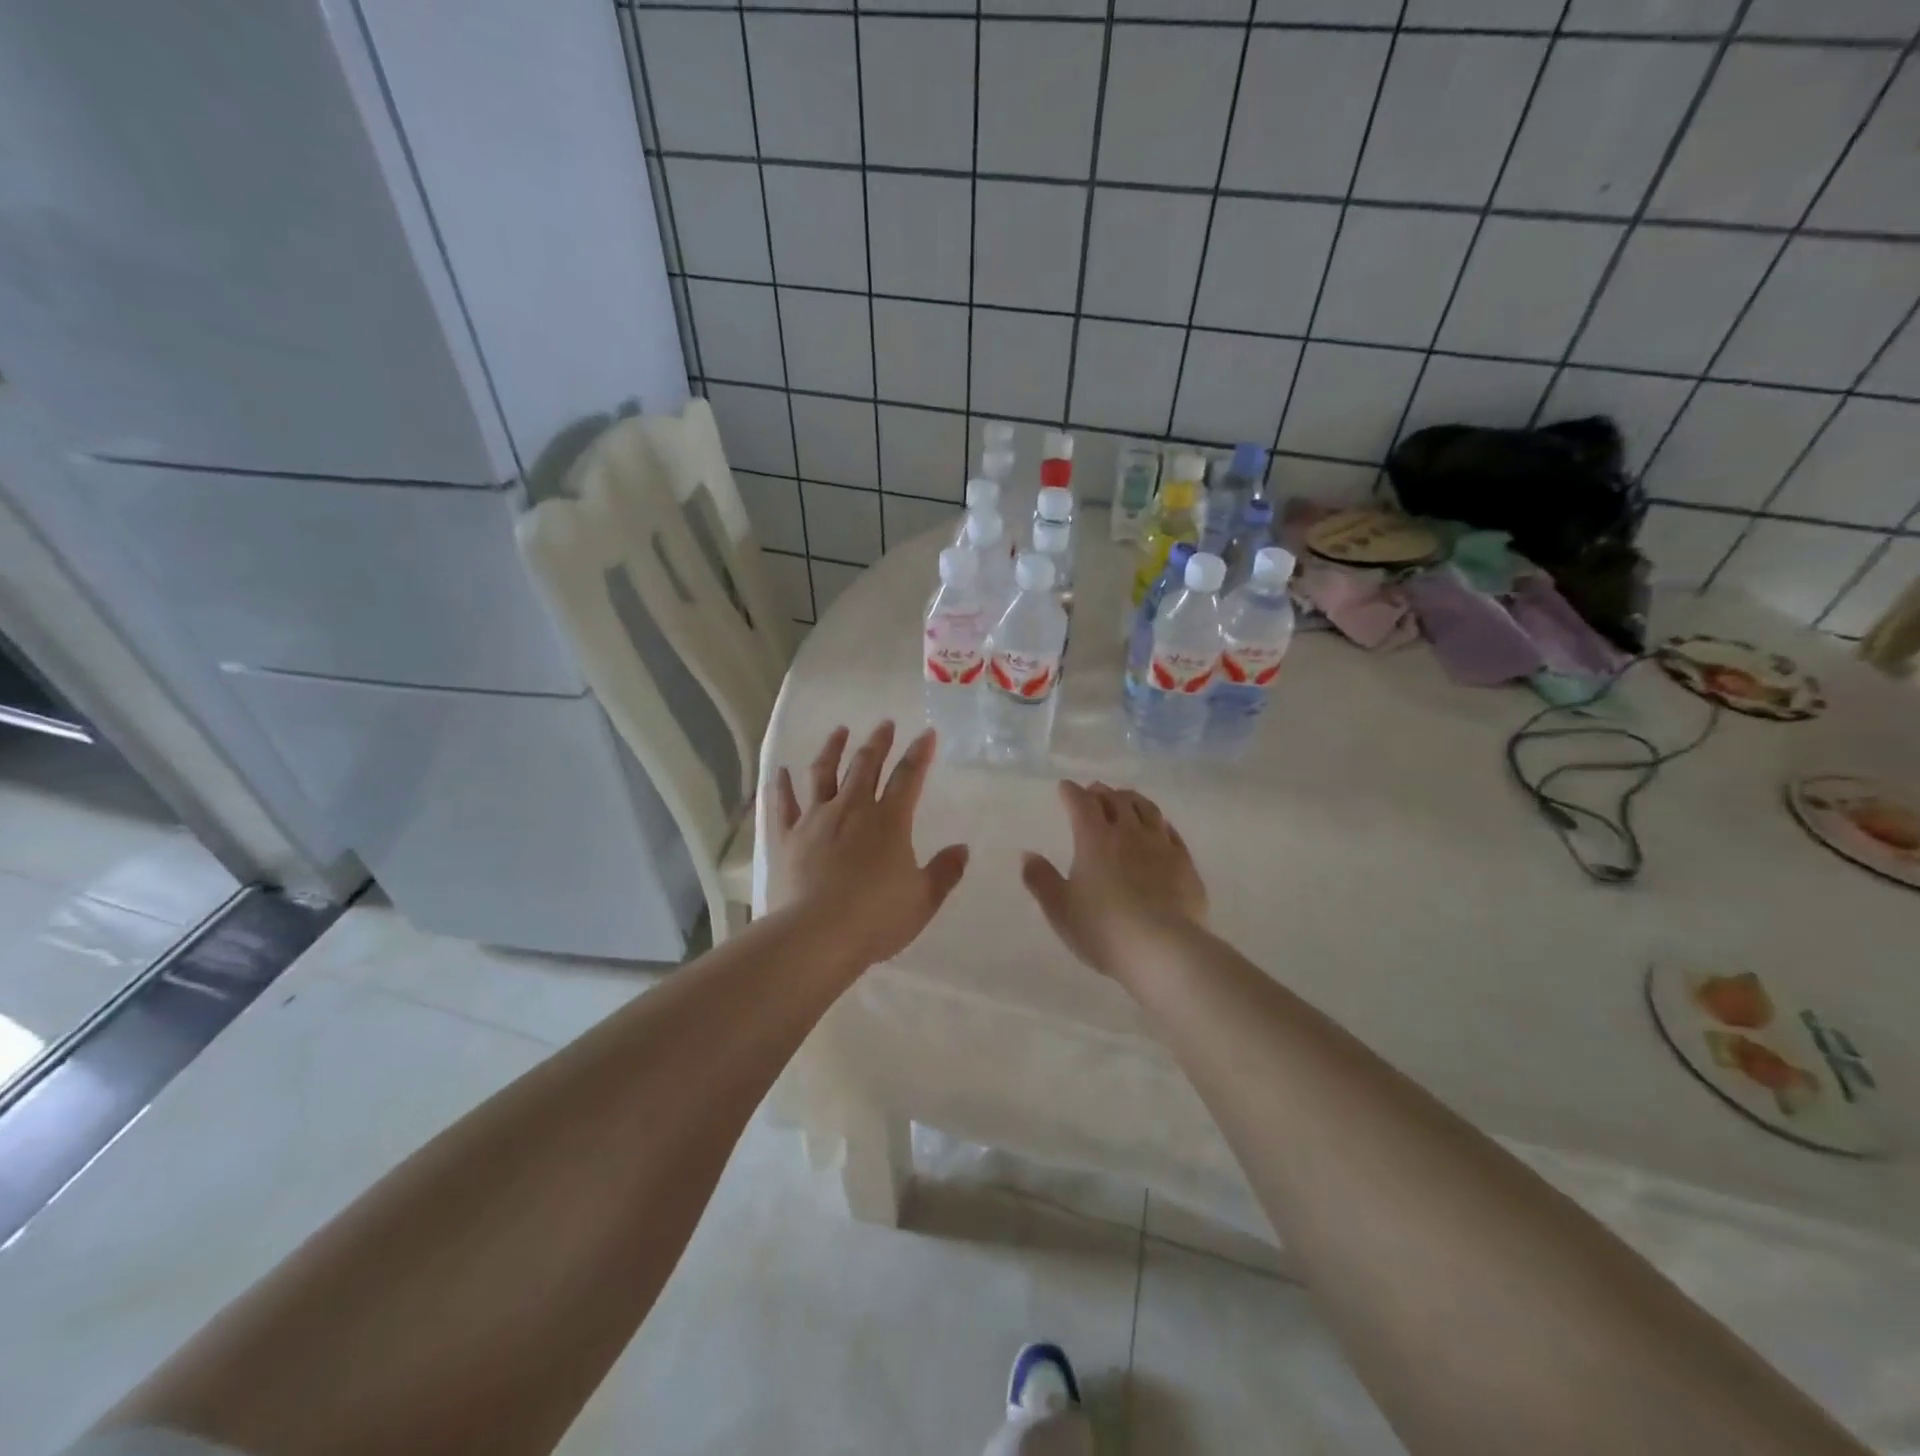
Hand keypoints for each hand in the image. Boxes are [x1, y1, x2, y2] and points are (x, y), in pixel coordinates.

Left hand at [768, 722, 969, 968]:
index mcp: (889, 821)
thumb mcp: (923, 900)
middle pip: (866, 766)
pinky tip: (781, 772)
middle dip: (878, 742)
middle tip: (884, 724)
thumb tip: (962, 848)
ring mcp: (815, 820)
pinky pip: (783, 804)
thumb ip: (945, 872)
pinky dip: (782, 786)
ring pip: (823, 773)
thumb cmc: (876, 918)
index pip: (909, 777)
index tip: (927, 734)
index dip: (919, 753)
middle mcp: (852, 809)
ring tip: (839, 731)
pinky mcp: (787, 837)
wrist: (817, 935)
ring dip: (833, 749)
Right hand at [1021, 781, 1207, 978]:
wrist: (1163, 949)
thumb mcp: (1060, 909)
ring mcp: (1160, 845)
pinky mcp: (1184, 863)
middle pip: (1116, 800)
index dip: (1071, 792)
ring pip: (1147, 810)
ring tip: (1125, 798)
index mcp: (1094, 839)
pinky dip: (1160, 822)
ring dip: (1132, 799)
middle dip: (1102, 792)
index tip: (1065, 787)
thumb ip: (1041, 879)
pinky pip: (1171, 832)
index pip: (1081, 803)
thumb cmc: (1103, 929)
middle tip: (1094, 791)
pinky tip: (1159, 826)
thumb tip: (1027, 855)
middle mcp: (1128, 833)